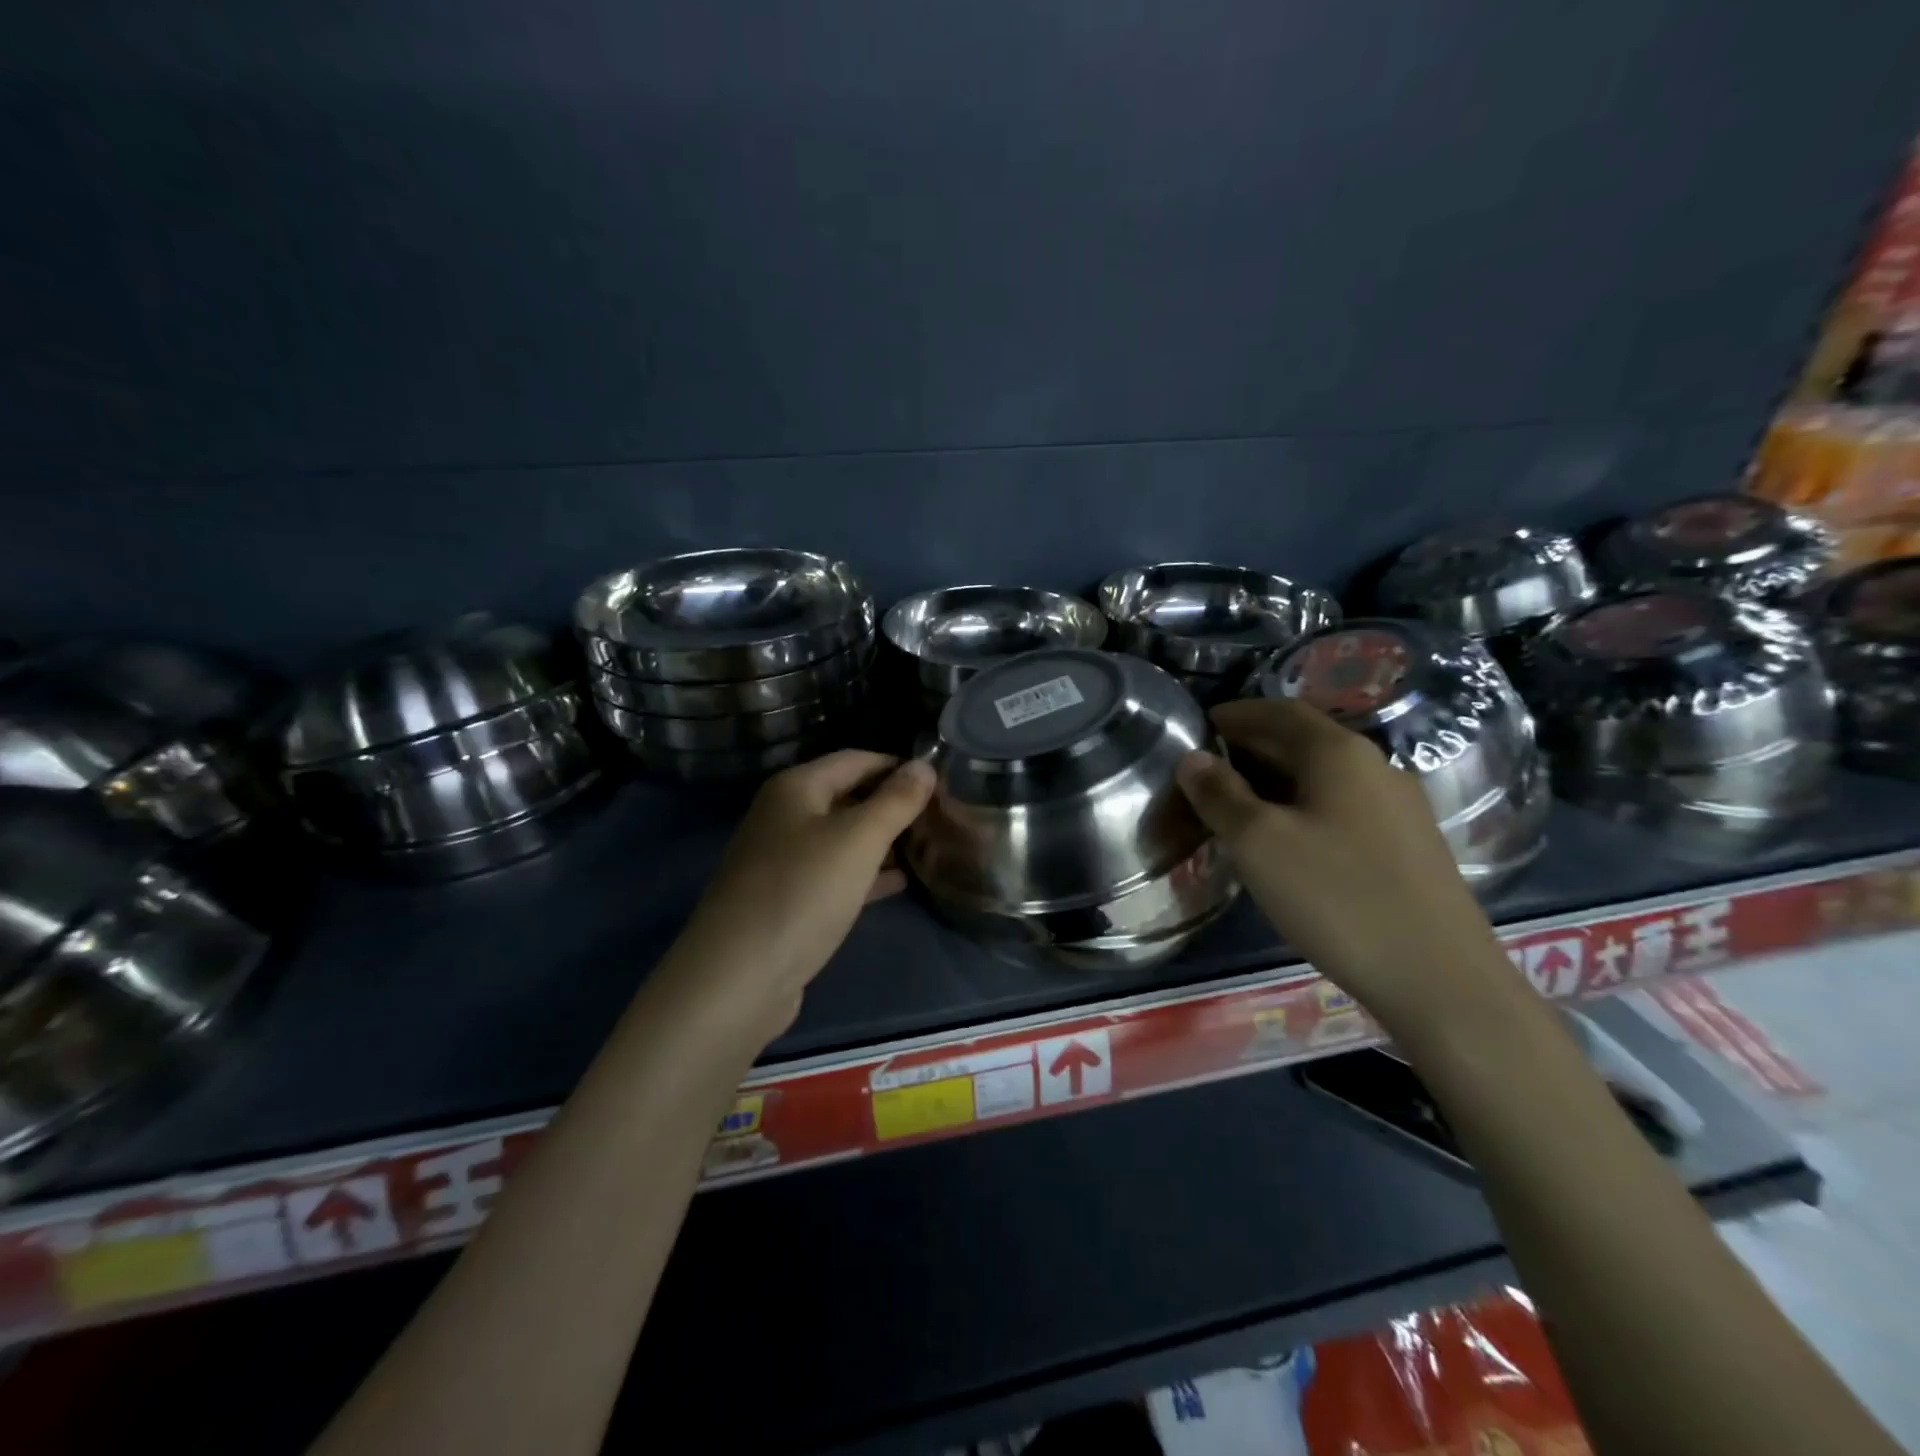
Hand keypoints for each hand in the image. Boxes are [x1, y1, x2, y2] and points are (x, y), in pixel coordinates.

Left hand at [661, 750, 935, 1043]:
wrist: (738, 977)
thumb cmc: (803, 891)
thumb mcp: (859, 839)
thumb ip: (896, 801)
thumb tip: (925, 766)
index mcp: (796, 788)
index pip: (857, 759)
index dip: (898, 766)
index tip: (941, 780)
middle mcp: (784, 816)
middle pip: (848, 797)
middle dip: (892, 805)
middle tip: (941, 816)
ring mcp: (782, 860)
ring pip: (843, 838)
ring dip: (883, 841)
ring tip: (930, 847)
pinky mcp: (788, 900)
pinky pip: (835, 874)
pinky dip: (866, 874)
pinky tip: (900, 883)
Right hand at [1175, 697, 1518, 1034]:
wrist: (1440, 979)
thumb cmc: (1336, 898)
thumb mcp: (1259, 843)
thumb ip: (1220, 795)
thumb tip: (1192, 758)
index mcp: (1339, 753)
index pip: (1279, 712)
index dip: (1237, 713)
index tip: (1201, 724)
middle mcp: (1375, 767)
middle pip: (1305, 740)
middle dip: (1254, 746)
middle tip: (1209, 767)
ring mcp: (1400, 807)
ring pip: (1325, 776)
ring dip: (1278, 778)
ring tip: (1238, 803)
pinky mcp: (1410, 845)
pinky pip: (1344, 806)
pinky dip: (1305, 805)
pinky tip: (1288, 839)